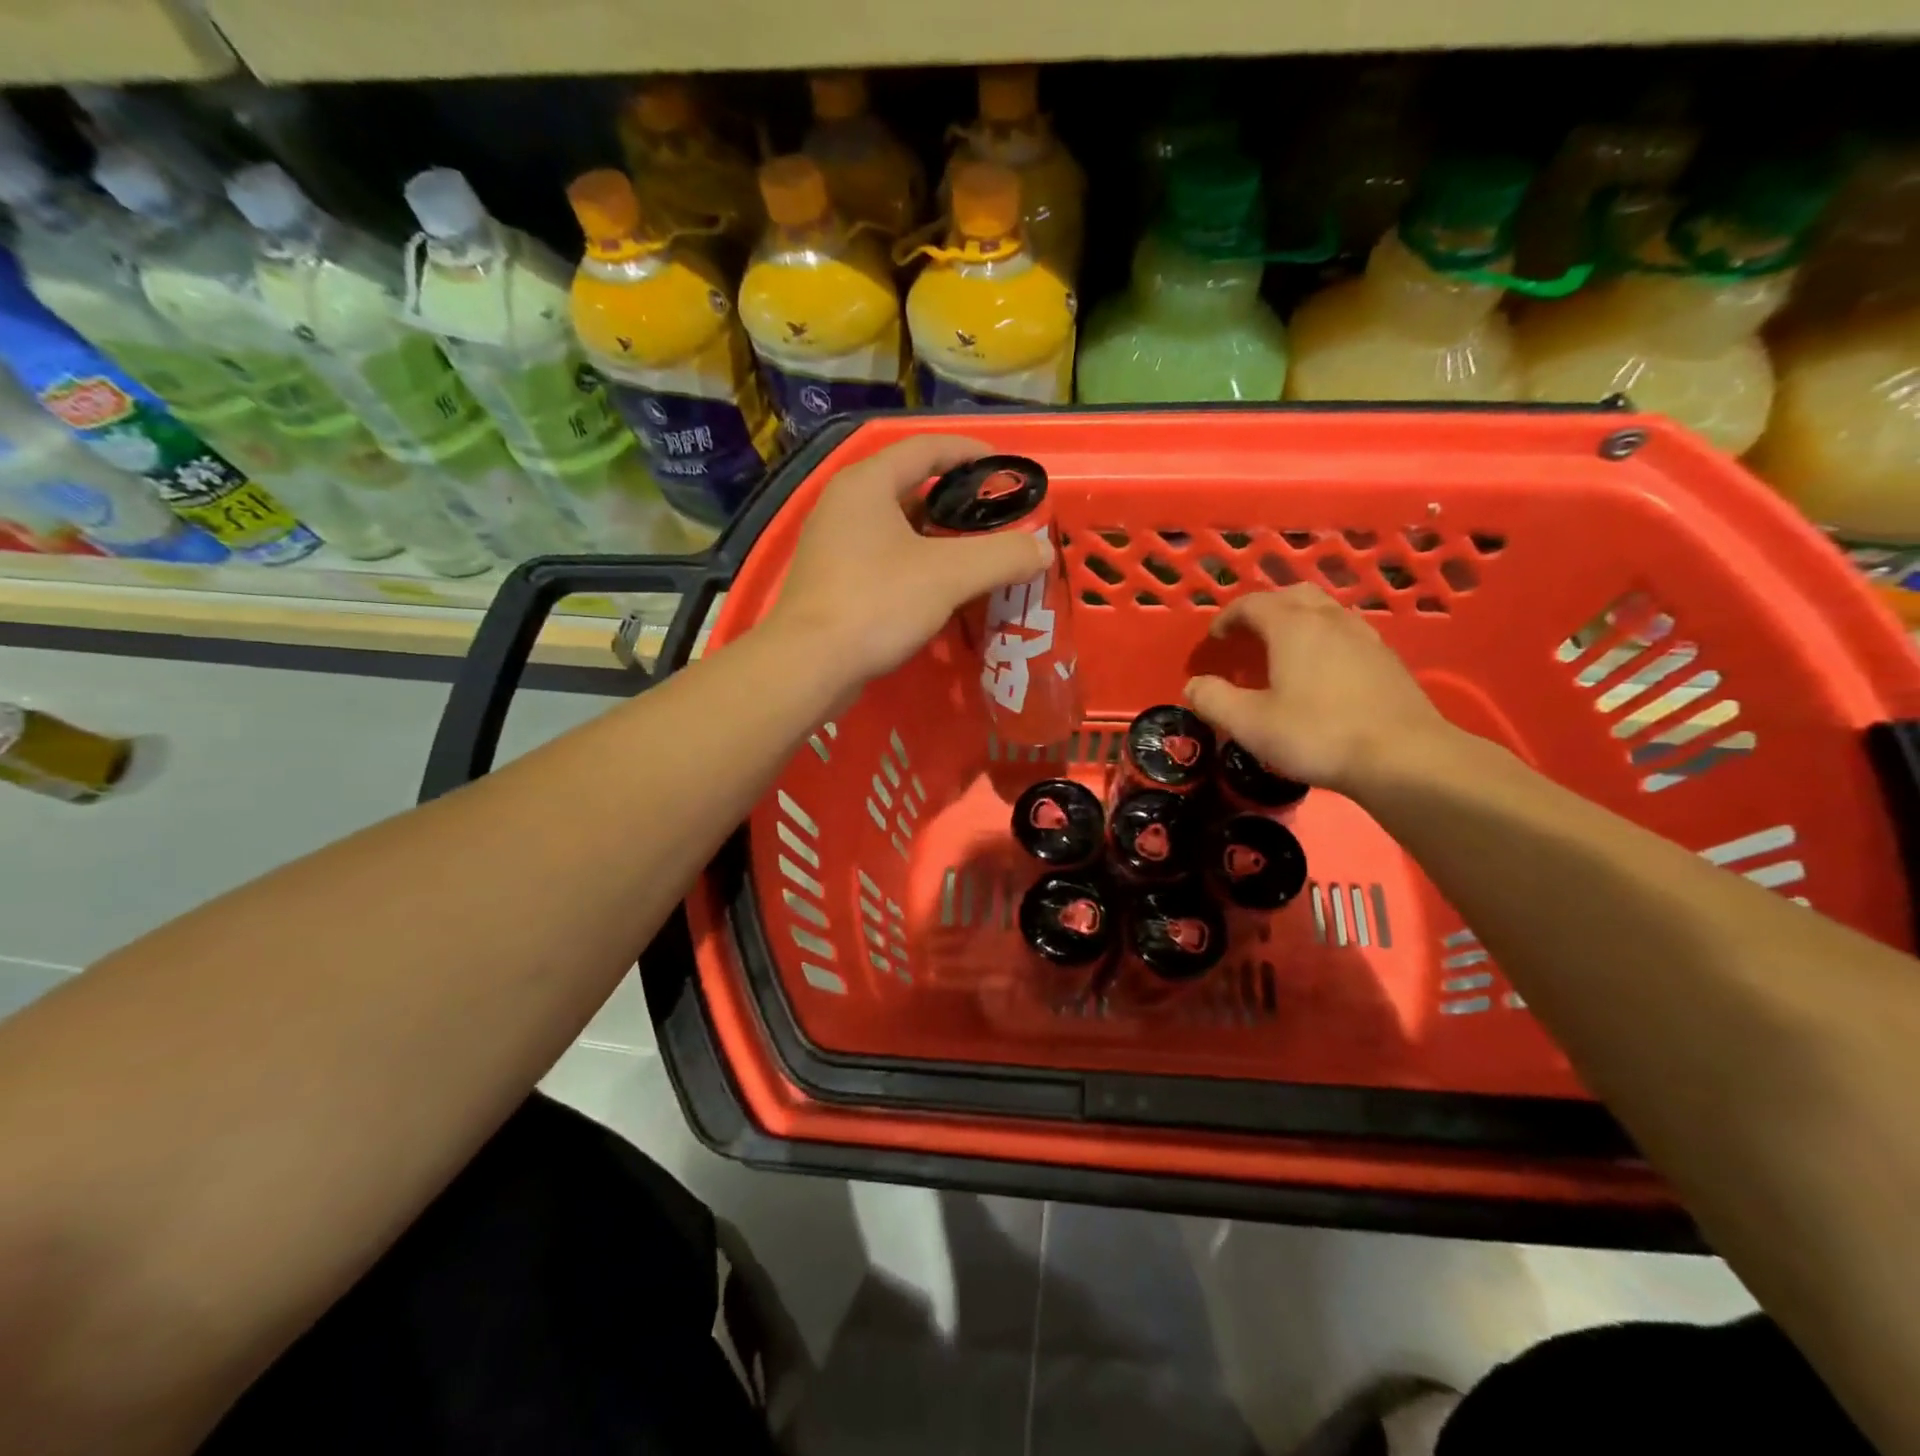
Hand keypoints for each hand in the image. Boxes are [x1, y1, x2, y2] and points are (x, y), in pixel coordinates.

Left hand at [762, 434, 1051, 688]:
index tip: (1006, 470)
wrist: (809, 665)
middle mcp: (844, 504)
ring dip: (938, 536)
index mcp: (867, 483)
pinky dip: (916, 562)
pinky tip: (941, 588)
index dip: (970, 453)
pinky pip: (883, 557)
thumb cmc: (877, 604)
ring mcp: (833, 544)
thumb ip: (1002, 556)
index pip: (926, 448)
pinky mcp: (832, 580)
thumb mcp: (949, 575)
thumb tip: (1042, 550)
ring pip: (897, 526)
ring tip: (977, 554)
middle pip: (911, 486)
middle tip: (997, 520)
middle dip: (958, 500)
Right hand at [1183, 586, 1452, 794]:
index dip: (1228, 618)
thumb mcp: (1250, 723)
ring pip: (1326, 611)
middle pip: (1293, 596)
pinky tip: (1322, 672)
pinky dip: (1325, 640)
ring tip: (1284, 651)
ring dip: (1299, 622)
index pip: (1252, 604)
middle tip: (1249, 635)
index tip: (1216, 640)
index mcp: (1293, 627)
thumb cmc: (1317, 735)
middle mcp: (1329, 620)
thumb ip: (1214, 700)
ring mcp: (1364, 637)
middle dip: (1266, 609)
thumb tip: (1194, 685)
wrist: (1403, 758)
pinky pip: (1347, 634)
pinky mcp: (1387, 660)